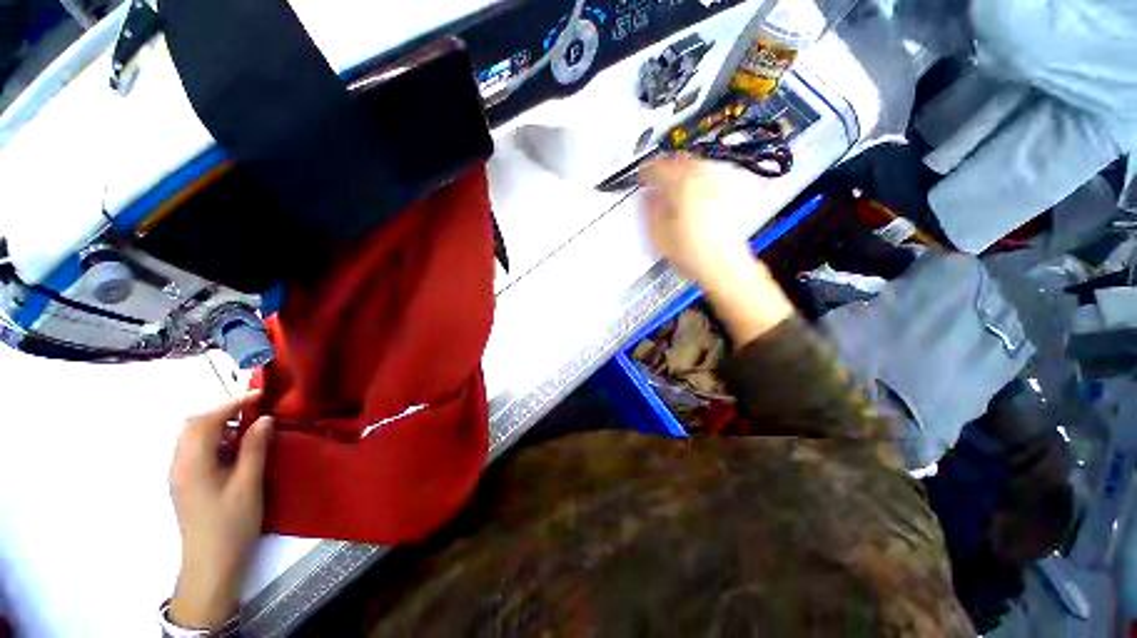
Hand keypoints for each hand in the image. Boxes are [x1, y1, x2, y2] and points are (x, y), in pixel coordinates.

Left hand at [168, 394, 273, 629]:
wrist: (211, 563)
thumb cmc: (231, 523)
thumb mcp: (249, 484)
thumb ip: (254, 448)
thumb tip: (264, 419)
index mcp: (193, 463)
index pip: (206, 421)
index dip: (232, 403)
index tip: (259, 395)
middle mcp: (179, 465)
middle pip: (194, 426)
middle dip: (223, 412)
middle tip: (254, 412)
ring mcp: (180, 475)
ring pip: (193, 438)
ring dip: (219, 427)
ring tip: (248, 431)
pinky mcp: (185, 484)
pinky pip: (196, 451)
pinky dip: (215, 441)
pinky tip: (235, 452)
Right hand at [640, 157, 794, 344]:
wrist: (722, 264)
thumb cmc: (690, 252)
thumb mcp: (659, 234)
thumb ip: (650, 210)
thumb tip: (647, 196)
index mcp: (680, 187)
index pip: (658, 170)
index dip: (645, 173)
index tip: (640, 177)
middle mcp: (700, 180)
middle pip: (678, 161)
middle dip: (663, 165)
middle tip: (653, 174)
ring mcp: (715, 186)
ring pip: (694, 165)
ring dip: (679, 168)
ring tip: (670, 179)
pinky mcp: (725, 195)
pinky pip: (705, 175)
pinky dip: (693, 176)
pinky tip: (688, 188)